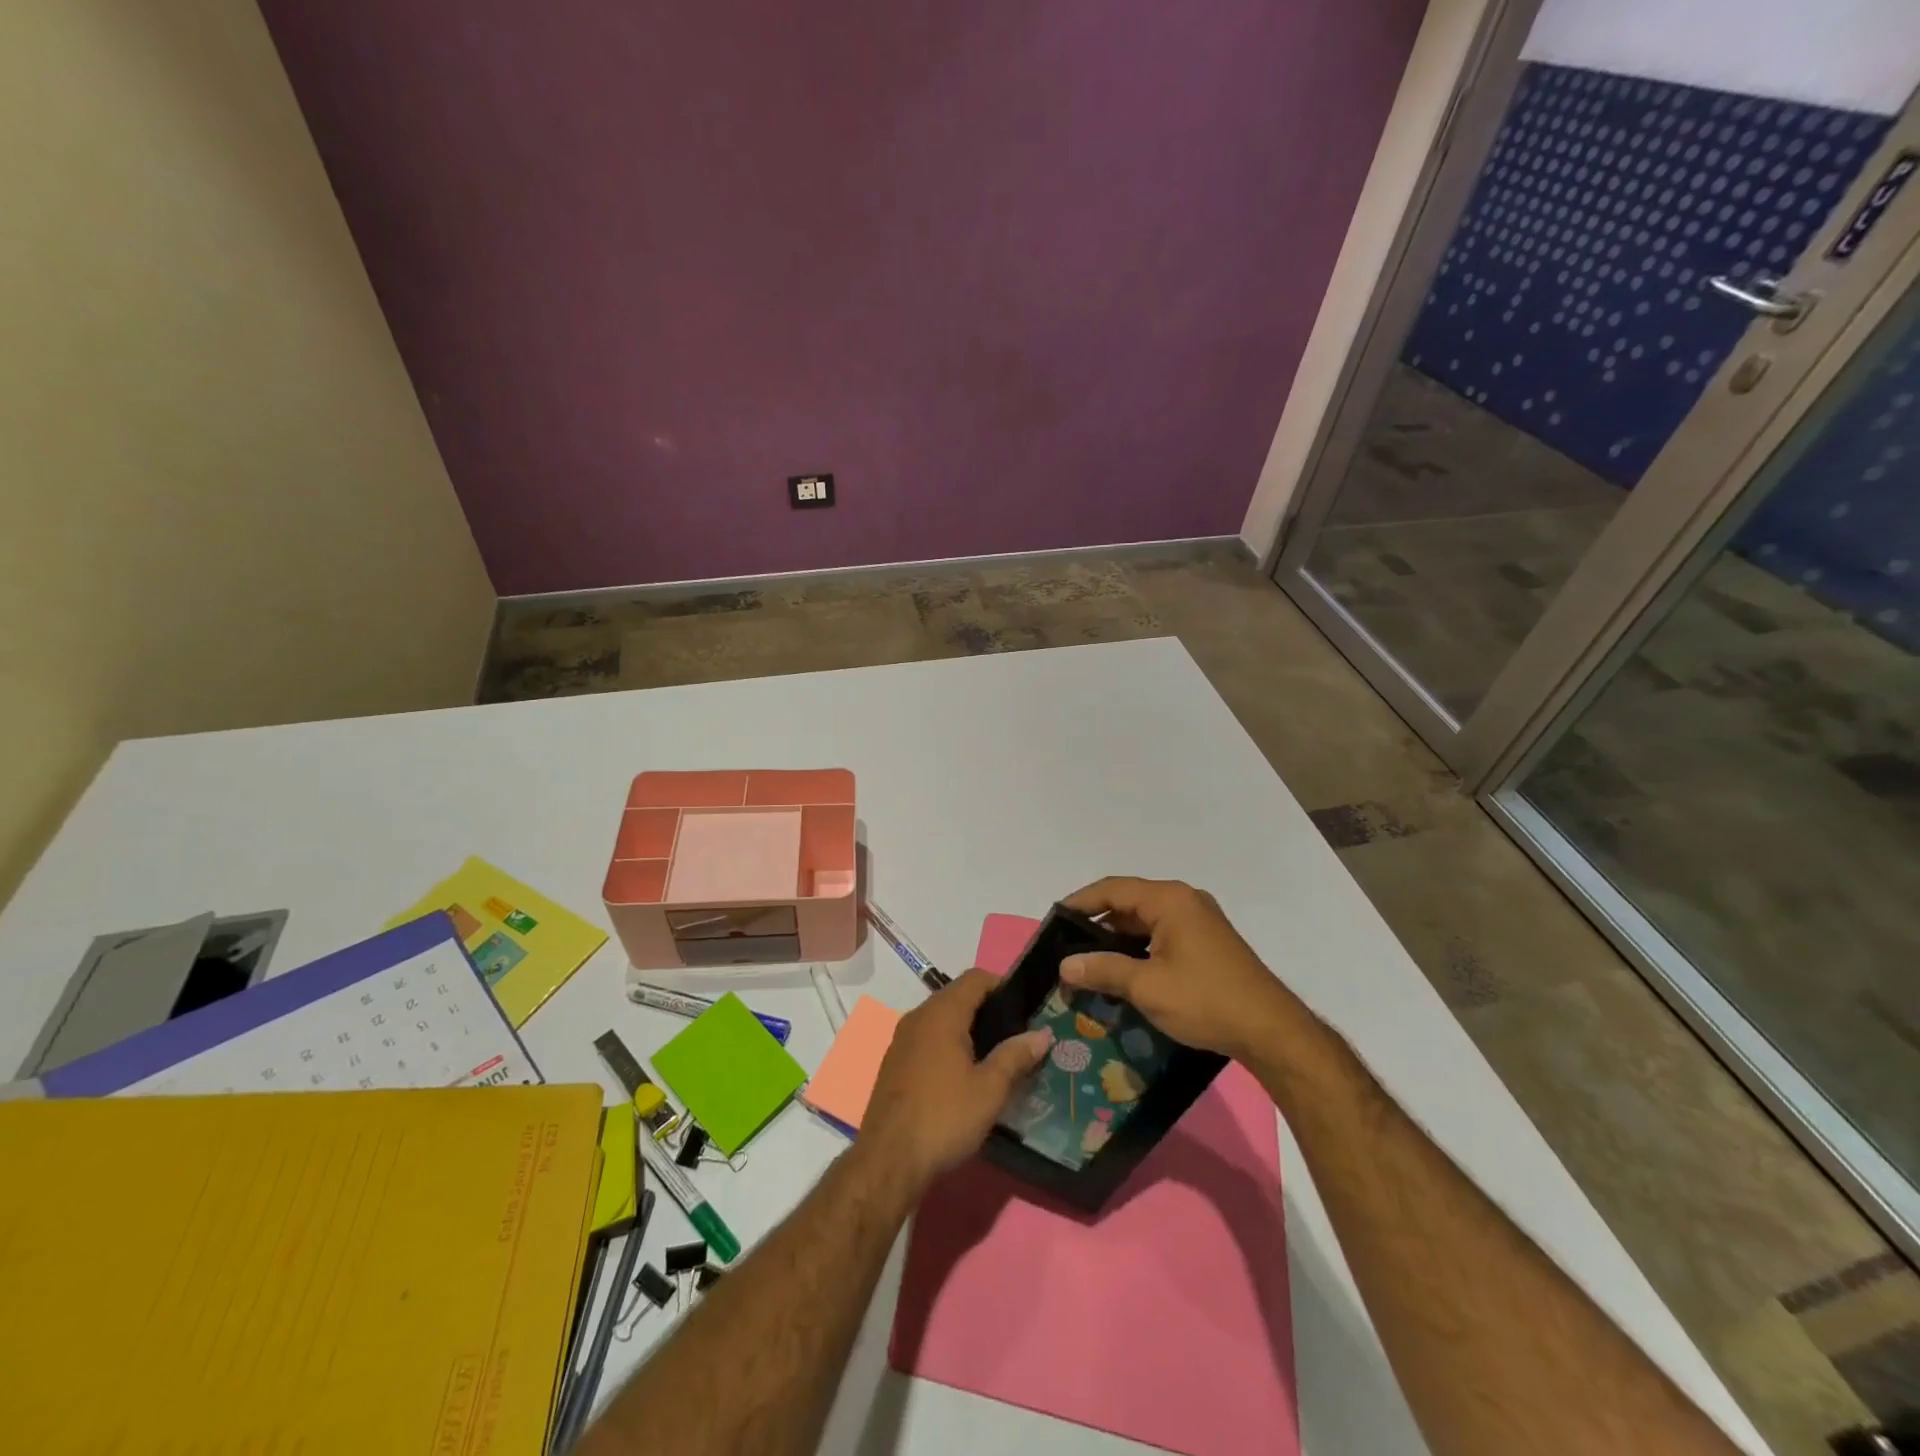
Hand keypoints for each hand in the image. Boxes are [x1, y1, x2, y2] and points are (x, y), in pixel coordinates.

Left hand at [858, 969, 1051, 1197]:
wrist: (888, 1160)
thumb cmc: (944, 1117)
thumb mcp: (990, 1089)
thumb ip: (1016, 1056)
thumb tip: (1042, 1034)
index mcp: (942, 1013)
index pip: (975, 978)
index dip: (1003, 985)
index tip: (1025, 1008)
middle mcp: (918, 1016)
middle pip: (958, 996)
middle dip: (988, 1010)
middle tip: (1016, 1035)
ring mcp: (902, 1039)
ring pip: (942, 1019)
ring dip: (968, 1029)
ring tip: (996, 1056)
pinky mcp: (894, 1063)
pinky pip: (928, 1039)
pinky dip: (948, 1045)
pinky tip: (964, 1075)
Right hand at [1060, 877, 1297, 1060]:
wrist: (1272, 1031)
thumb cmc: (1206, 1000)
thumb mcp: (1148, 987)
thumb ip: (1103, 970)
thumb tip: (1064, 966)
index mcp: (1170, 900)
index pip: (1112, 889)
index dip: (1080, 902)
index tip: (1054, 921)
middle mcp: (1185, 901)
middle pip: (1129, 903)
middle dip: (1097, 925)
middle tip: (1067, 948)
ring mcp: (1199, 921)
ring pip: (1145, 922)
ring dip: (1118, 940)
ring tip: (1089, 963)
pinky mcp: (1207, 943)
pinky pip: (1162, 935)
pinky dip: (1139, 949)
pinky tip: (1124, 973)